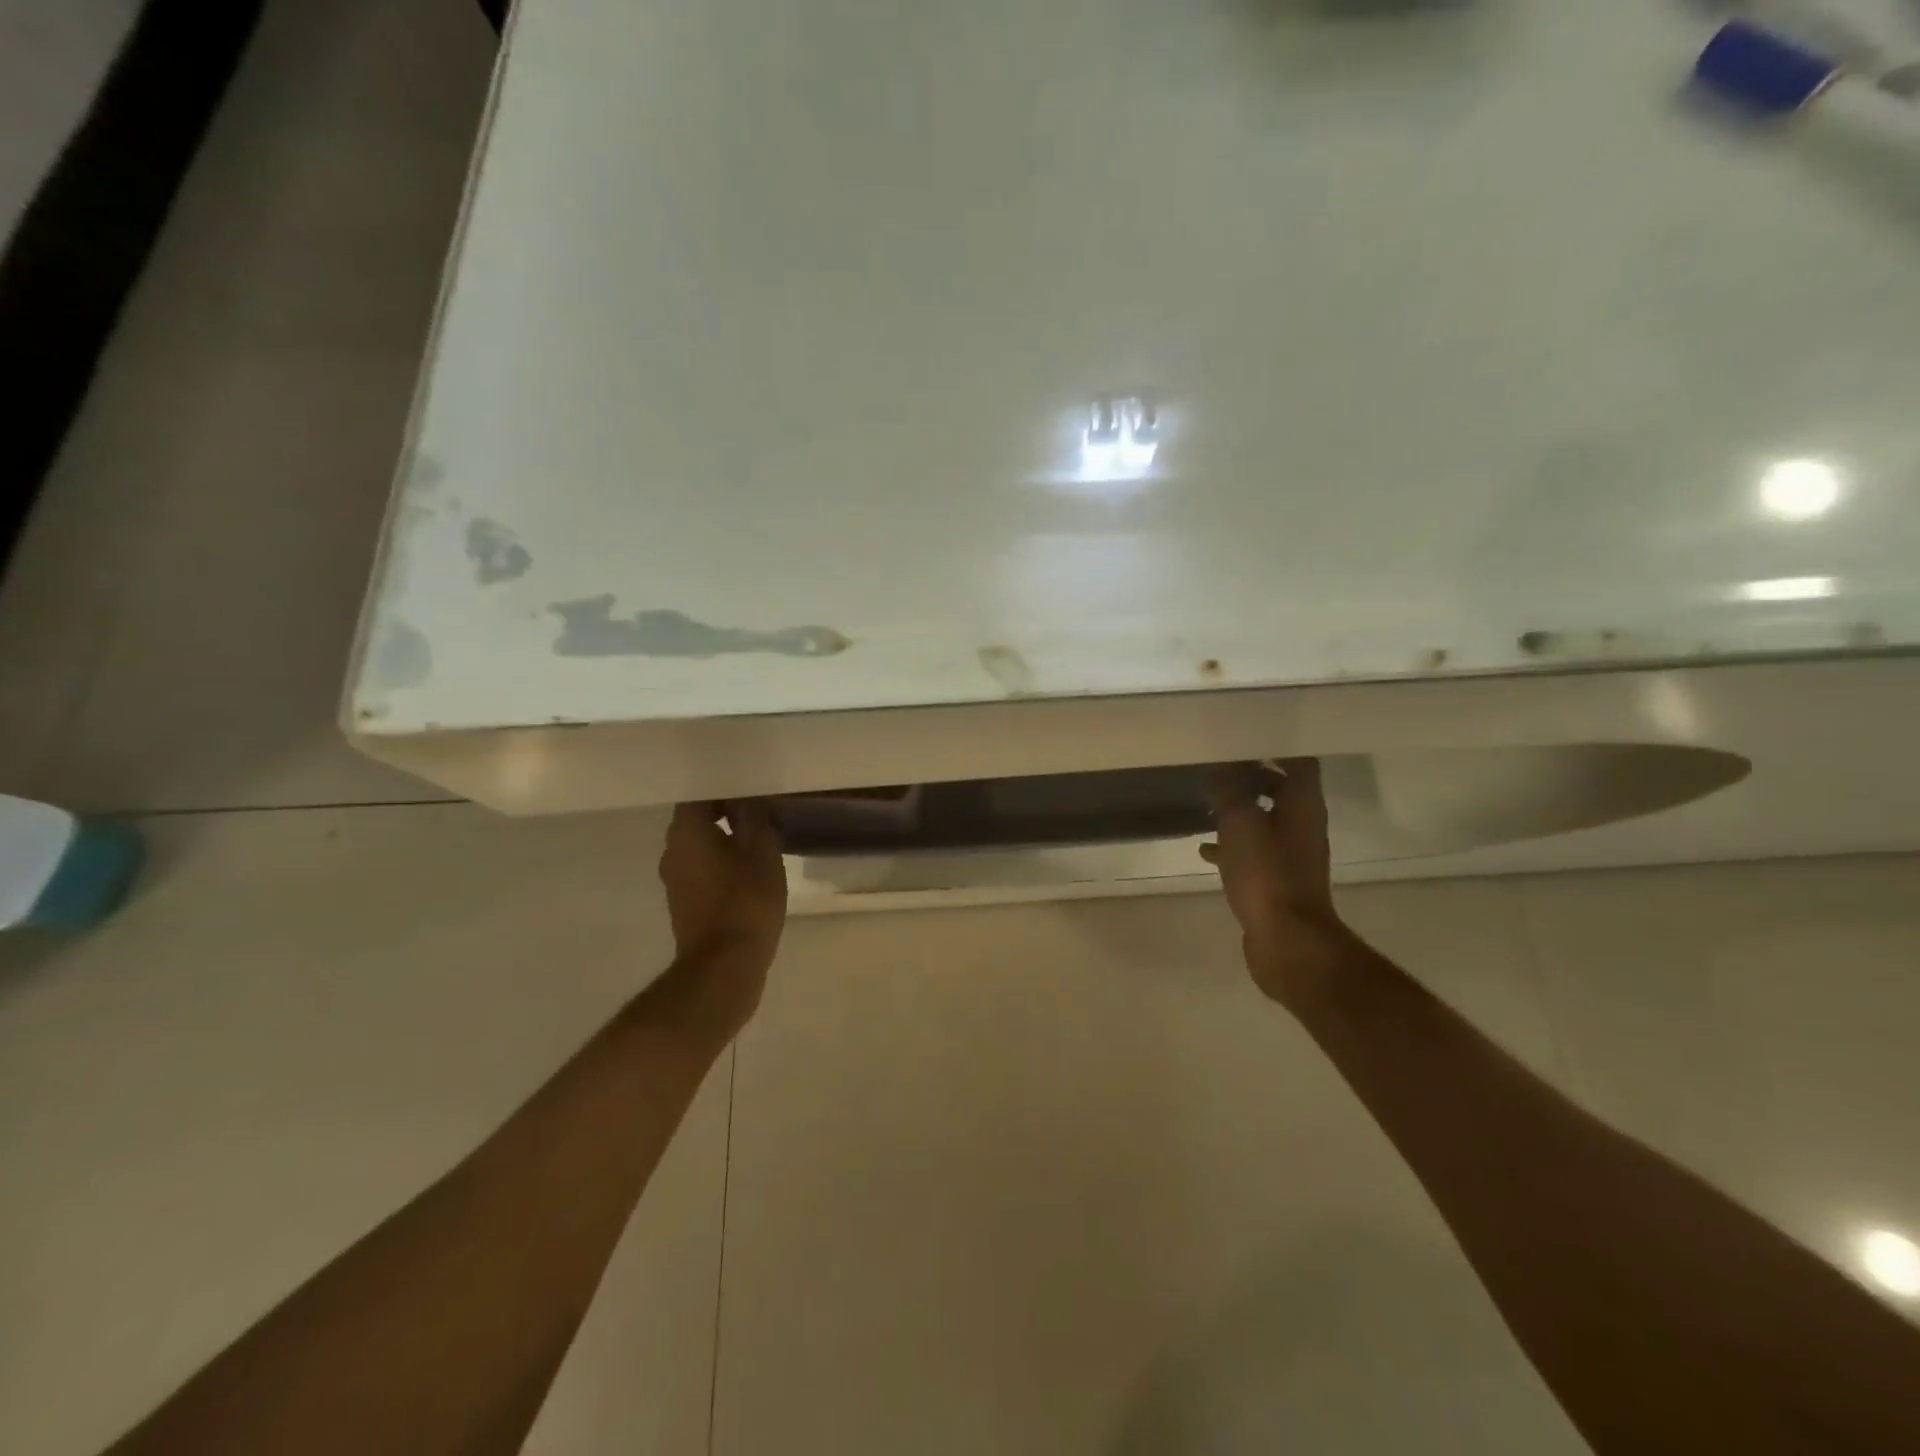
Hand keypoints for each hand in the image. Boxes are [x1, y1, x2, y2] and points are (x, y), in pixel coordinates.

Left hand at [656, 801, 788, 1040]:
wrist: (725, 967)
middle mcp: (672, 851)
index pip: (700, 794)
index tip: (753, 788)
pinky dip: (724, 864)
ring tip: (762, 839)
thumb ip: (754, 816)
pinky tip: (751, 870)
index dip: (726, 787)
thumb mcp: (762, 850)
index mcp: (686, 832)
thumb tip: (747, 797)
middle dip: (728, 812)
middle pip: (698, 819)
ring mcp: (675, 880)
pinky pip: (704, 870)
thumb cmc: (745, 901)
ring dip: (727, 840)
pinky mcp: (685, 904)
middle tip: (763, 811)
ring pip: (702, 846)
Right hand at [1200, 759, 1354, 1011]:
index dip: (1275, 744)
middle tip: (1218, 764)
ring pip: (1265, 819)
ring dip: (1240, 808)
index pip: (1299, 760)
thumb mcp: (1240, 822)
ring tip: (1206, 800)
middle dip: (1252, 774)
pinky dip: (1232, 843)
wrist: (1287, 940)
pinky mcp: (1276, 879)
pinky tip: (1205, 848)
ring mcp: (1291, 854)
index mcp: (1303, 804)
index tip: (1244, 734)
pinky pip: (1253, 850)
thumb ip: (1229, 790)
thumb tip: (1222, 766)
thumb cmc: (1266, 873)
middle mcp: (1303, 824)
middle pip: (1282, 787)